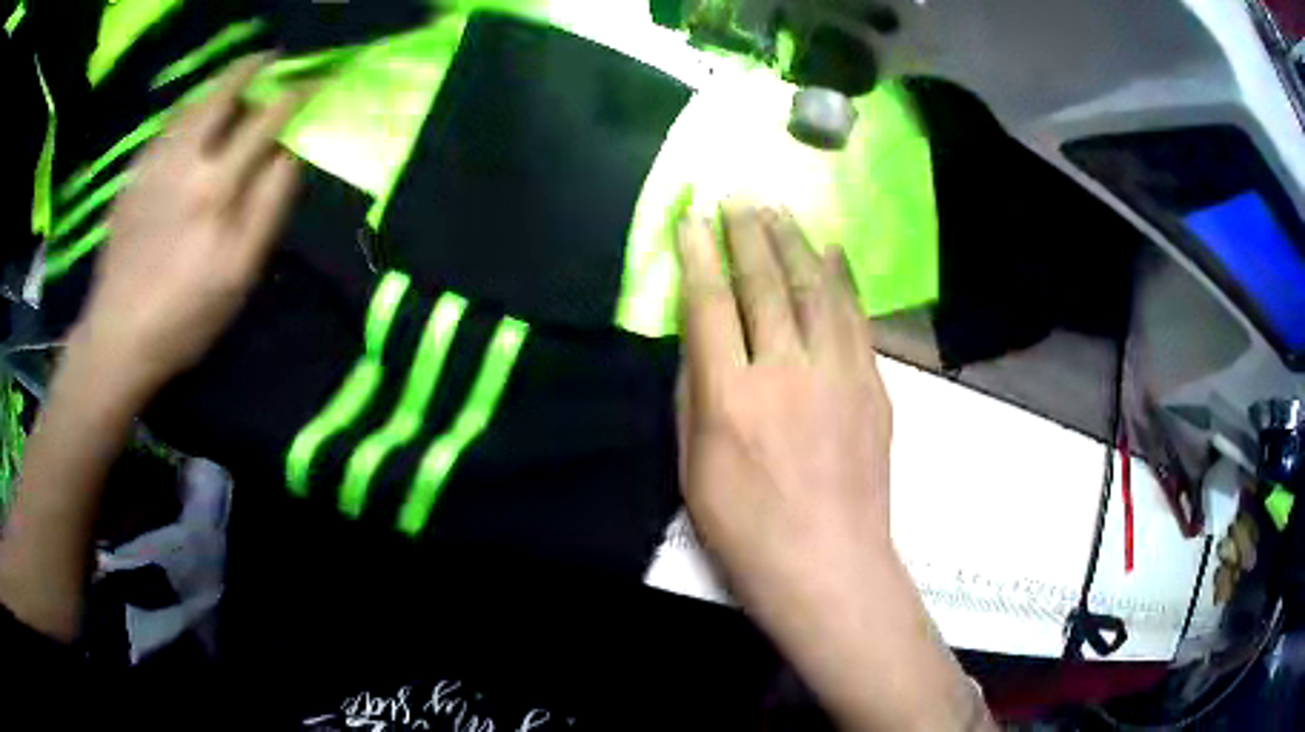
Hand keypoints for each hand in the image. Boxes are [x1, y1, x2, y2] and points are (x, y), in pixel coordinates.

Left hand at [74, 54, 308, 394]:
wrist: (118, 336)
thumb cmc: (185, 316)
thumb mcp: (239, 273)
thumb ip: (268, 207)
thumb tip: (289, 153)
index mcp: (217, 187)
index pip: (268, 121)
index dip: (296, 95)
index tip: (315, 81)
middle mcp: (185, 161)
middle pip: (225, 94)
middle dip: (254, 69)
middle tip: (271, 58)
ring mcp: (153, 165)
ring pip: (192, 103)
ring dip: (217, 83)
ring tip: (234, 77)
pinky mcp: (132, 176)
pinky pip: (164, 126)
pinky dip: (185, 109)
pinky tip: (191, 115)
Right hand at [675, 203, 892, 614]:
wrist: (830, 562)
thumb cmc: (747, 530)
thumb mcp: (693, 471)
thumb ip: (694, 397)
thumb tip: (701, 340)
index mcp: (731, 397)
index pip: (711, 305)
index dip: (699, 256)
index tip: (693, 217)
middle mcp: (786, 372)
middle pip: (765, 285)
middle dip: (749, 233)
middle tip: (739, 196)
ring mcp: (838, 374)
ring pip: (815, 290)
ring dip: (795, 243)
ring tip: (780, 209)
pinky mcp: (873, 385)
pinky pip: (856, 318)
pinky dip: (843, 279)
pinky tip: (834, 251)